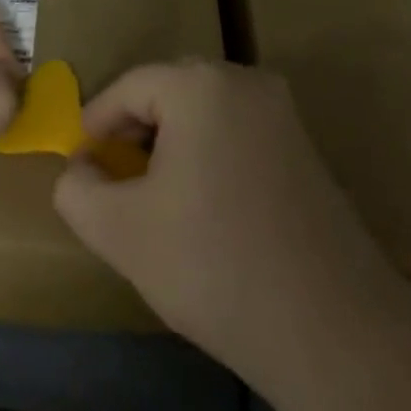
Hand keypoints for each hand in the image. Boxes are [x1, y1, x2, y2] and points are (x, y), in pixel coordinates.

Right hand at [53, 60, 386, 371]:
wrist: (333, 330)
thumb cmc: (214, 264)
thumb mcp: (121, 232)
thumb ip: (77, 190)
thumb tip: (78, 168)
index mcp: (199, 84)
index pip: (129, 87)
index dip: (96, 123)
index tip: (79, 163)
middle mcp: (244, 80)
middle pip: (168, 93)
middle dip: (134, 133)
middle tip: (114, 178)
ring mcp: (281, 112)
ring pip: (204, 113)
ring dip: (172, 145)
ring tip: (154, 196)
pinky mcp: (305, 147)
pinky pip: (237, 133)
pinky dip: (209, 156)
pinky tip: (203, 208)